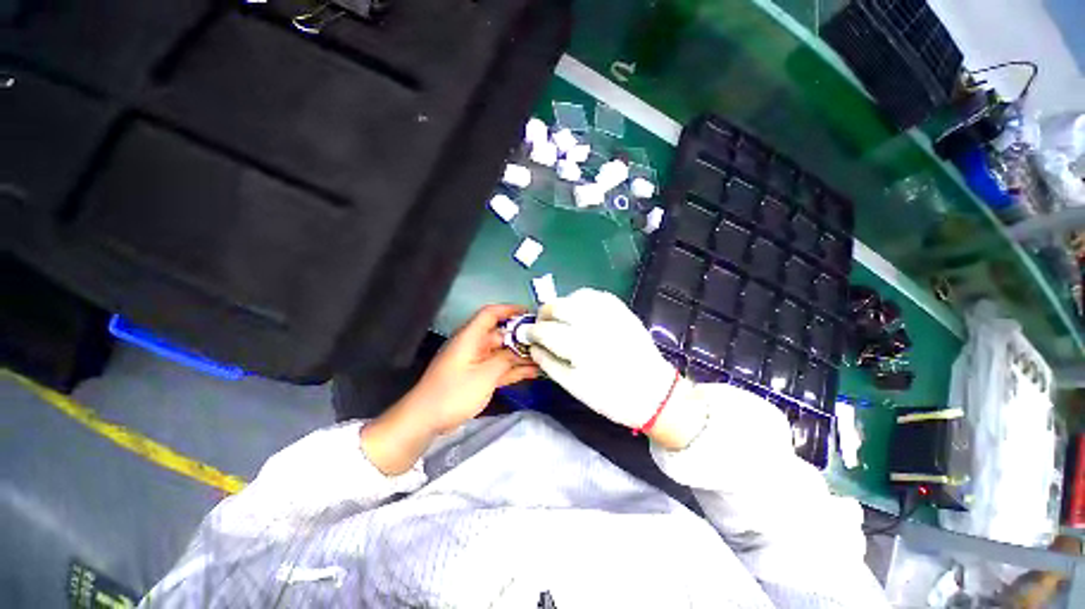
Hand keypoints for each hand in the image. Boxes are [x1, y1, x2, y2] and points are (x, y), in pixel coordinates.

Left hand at [407, 304, 539, 433]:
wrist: (426, 420)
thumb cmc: (454, 392)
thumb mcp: (485, 375)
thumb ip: (505, 360)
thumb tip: (520, 351)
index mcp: (470, 337)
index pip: (490, 314)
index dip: (509, 310)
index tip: (529, 313)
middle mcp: (474, 346)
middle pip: (500, 334)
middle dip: (521, 337)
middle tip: (543, 340)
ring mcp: (476, 362)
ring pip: (502, 353)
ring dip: (520, 356)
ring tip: (544, 357)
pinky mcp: (477, 377)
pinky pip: (499, 368)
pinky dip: (514, 369)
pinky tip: (533, 372)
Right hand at [526, 289, 702, 447]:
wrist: (654, 393)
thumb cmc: (612, 396)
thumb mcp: (574, 387)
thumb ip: (549, 363)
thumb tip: (533, 346)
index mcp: (580, 347)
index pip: (545, 330)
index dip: (532, 332)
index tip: (527, 335)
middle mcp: (593, 324)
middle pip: (557, 306)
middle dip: (544, 314)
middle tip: (542, 326)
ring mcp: (610, 314)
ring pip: (575, 296)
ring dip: (561, 305)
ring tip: (560, 319)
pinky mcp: (622, 310)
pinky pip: (595, 295)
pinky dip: (581, 299)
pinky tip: (579, 311)